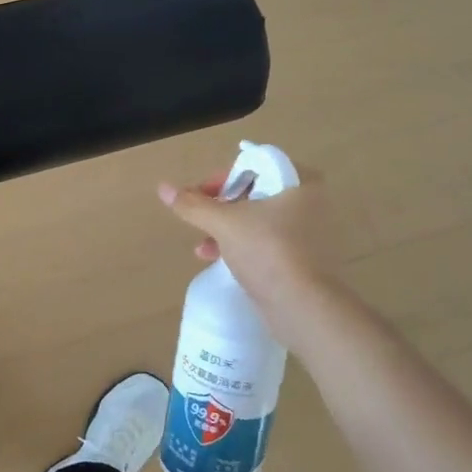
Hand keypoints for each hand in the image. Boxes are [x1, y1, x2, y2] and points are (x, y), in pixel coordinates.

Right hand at [158, 162, 340, 308]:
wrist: (303, 306)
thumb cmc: (267, 251)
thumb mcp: (223, 223)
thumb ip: (192, 204)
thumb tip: (162, 187)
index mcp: (300, 182)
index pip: (254, 165)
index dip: (222, 177)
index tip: (200, 194)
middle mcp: (309, 202)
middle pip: (253, 192)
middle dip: (220, 206)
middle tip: (199, 217)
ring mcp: (308, 232)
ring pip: (257, 219)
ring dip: (225, 227)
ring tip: (202, 245)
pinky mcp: (302, 258)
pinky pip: (265, 241)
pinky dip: (240, 244)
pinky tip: (216, 258)